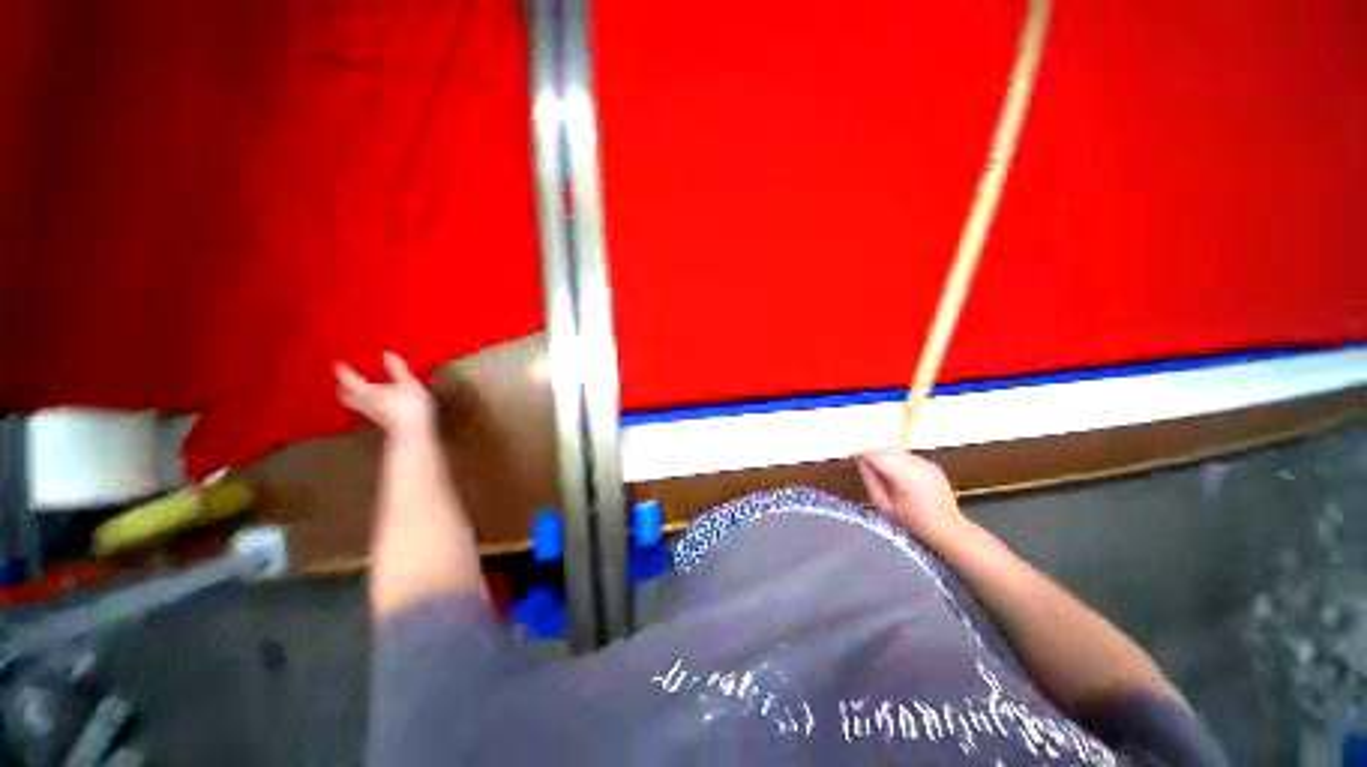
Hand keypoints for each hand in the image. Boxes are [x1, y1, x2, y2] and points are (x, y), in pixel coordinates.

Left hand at [335, 352, 437, 439]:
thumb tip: (387, 353)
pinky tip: (376, 400)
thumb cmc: (410, 406)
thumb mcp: (408, 383)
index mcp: (366, 391)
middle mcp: (363, 402)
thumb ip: (397, 369)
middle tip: (344, 378)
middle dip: (342, 386)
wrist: (414, 433)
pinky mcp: (380, 420)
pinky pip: (365, 408)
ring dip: (351, 395)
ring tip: (357, 388)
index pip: (348, 378)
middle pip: (344, 394)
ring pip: (353, 403)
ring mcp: (371, 413)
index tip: (338, 361)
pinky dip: (365, 402)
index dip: (342, 369)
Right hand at [855, 447, 968, 543]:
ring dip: (886, 456)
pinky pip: (909, 457)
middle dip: (873, 453)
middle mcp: (916, 464)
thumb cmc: (912, 521)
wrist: (948, 529)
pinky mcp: (932, 465)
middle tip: (863, 462)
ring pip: (898, 451)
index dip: (862, 453)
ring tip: (881, 470)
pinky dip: (899, 461)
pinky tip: (899, 476)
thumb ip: (870, 480)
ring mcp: (926, 463)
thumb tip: (860, 461)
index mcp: (903, 475)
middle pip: (887, 450)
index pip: (876, 455)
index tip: (853, 456)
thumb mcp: (884, 505)